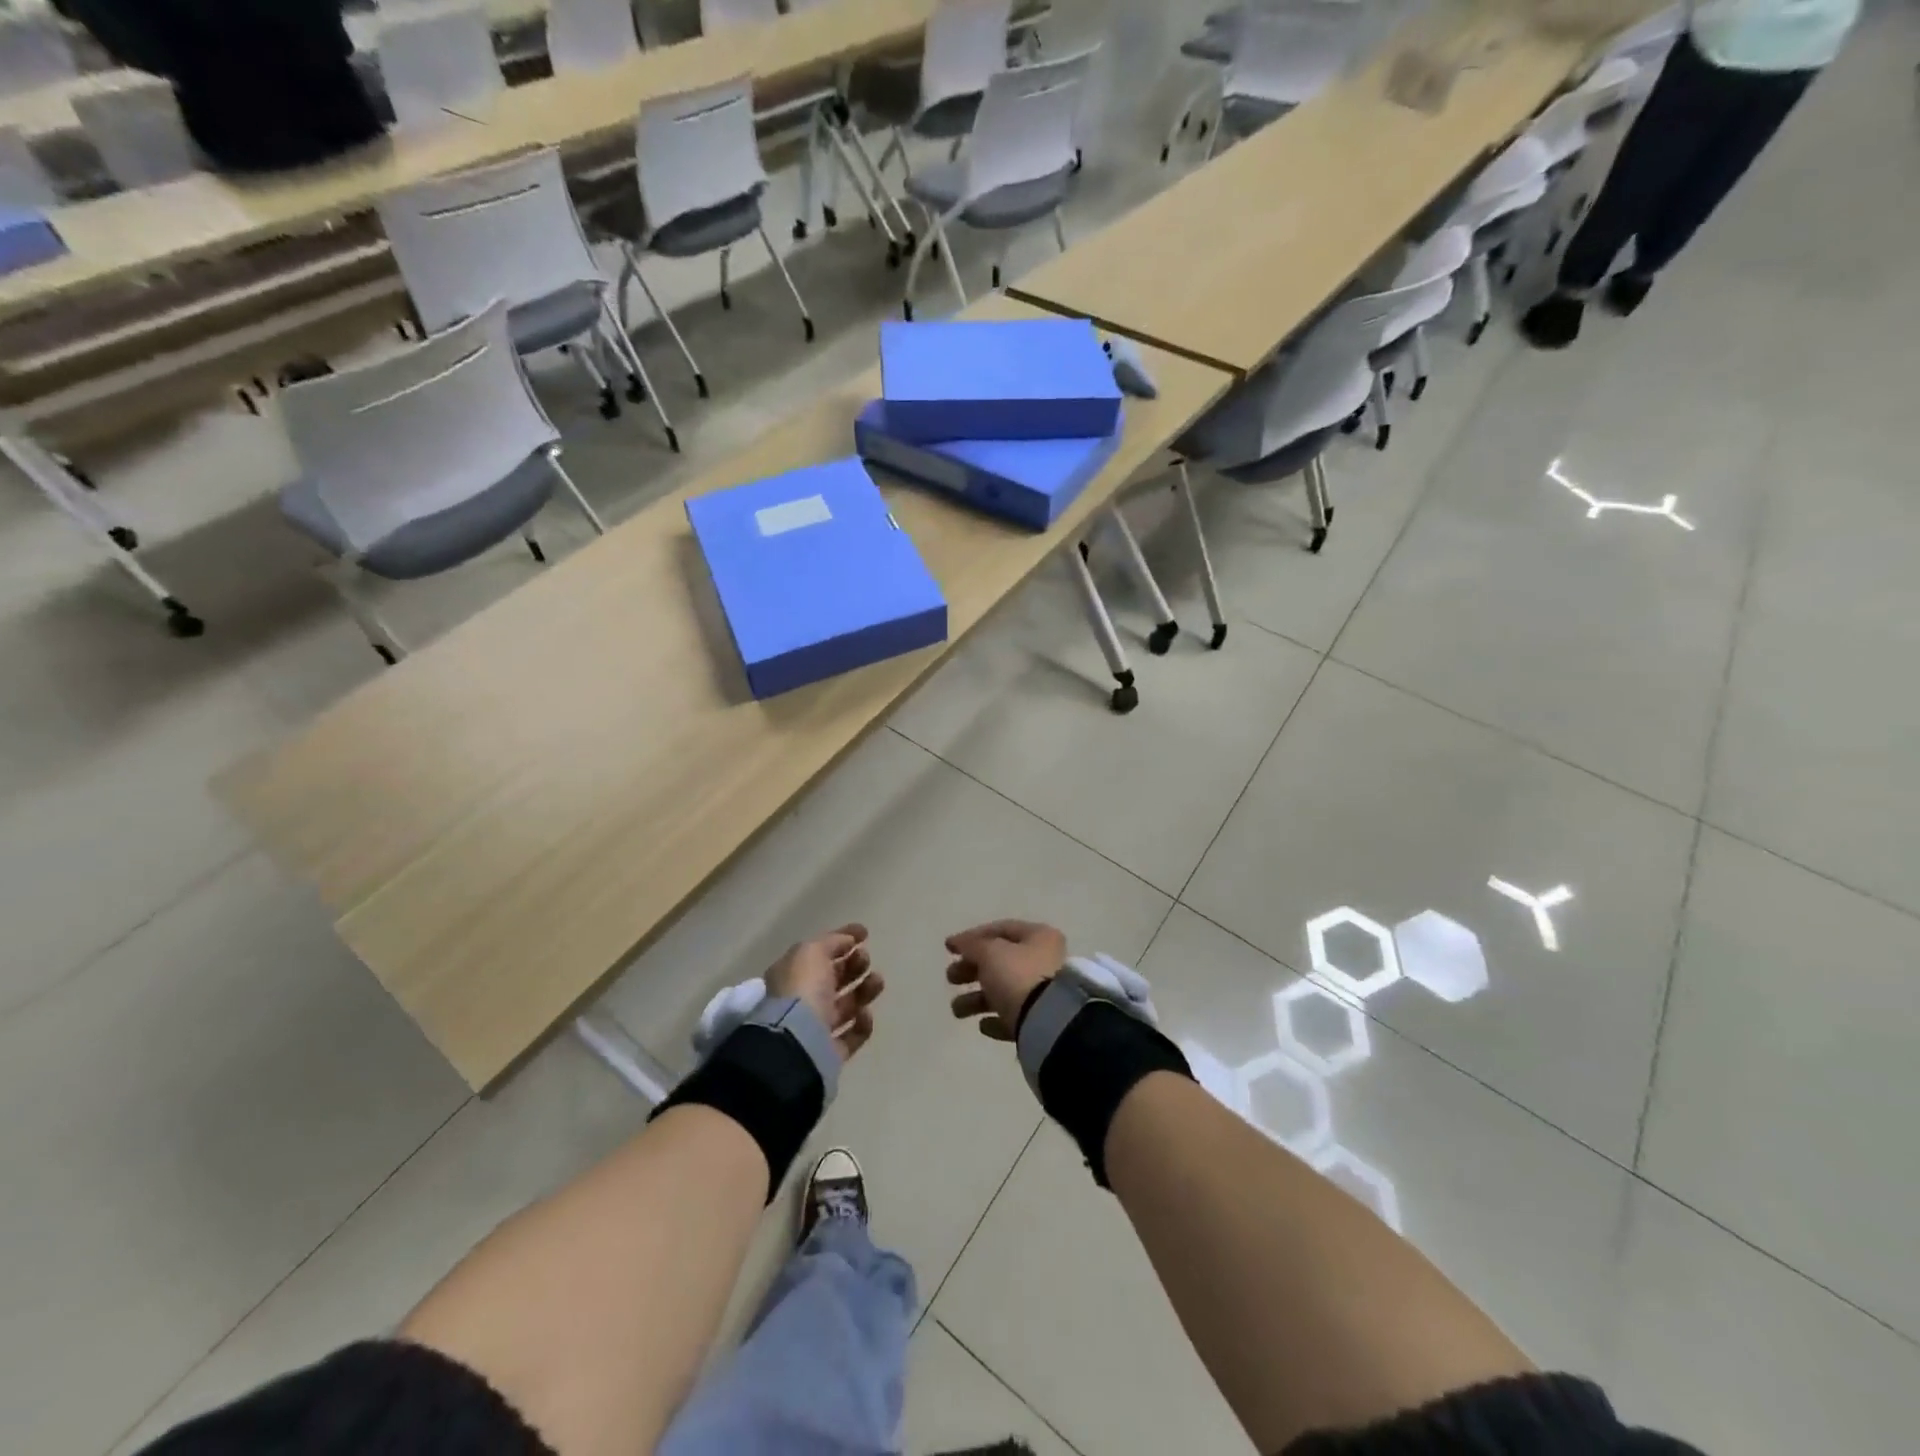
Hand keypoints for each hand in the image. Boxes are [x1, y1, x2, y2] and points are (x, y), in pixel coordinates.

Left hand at [765, 923, 883, 1060]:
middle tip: (865, 959)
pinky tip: (865, 1014)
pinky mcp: (830, 1052)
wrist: (797, 1041)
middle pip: (833, 978)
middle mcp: (802, 1000)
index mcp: (792, 974)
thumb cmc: (802, 988)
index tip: (865, 933)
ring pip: (846, 1005)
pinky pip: (852, 1035)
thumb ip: (832, 942)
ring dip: (864, 990)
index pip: (819, 952)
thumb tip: (848, 941)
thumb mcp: (812, 951)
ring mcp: (816, 1028)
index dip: (841, 939)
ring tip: (877, 982)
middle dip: (854, 965)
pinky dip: (862, 1023)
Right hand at [946, 920, 1067, 1041]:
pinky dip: (995, 1019)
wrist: (1047, 1022)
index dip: (972, 937)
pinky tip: (983, 1025)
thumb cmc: (1018, 976)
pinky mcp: (1040, 1021)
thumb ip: (972, 945)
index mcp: (1039, 937)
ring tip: (957, 1010)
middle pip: (1000, 962)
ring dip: (976, 999)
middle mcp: (1044, 961)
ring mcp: (1044, 992)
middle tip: (951, 977)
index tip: (949, 949)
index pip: (1001, 929)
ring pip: (1003, 991)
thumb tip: (960, 942)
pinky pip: (1013, 1016)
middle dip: (971, 970)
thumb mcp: (990, 953)